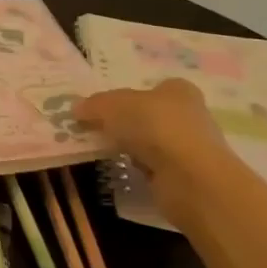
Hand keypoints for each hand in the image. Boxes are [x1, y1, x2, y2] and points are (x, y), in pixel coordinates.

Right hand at [73, 80, 237, 214]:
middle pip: (150, 116)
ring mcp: (189, 148)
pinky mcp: (185, 176)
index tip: (104, 109)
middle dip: (126, 124)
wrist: (189, 178)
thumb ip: (94, 105)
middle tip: (95, 129)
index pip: (152, 89)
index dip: (128, 96)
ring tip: (102, 152)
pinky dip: (139, 170)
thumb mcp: (113, 106)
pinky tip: (122, 171)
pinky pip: (153, 168)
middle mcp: (190, 115)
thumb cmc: (154, 127)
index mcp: (178, 90)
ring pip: (151, 143)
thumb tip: (77, 109)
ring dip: (132, 148)